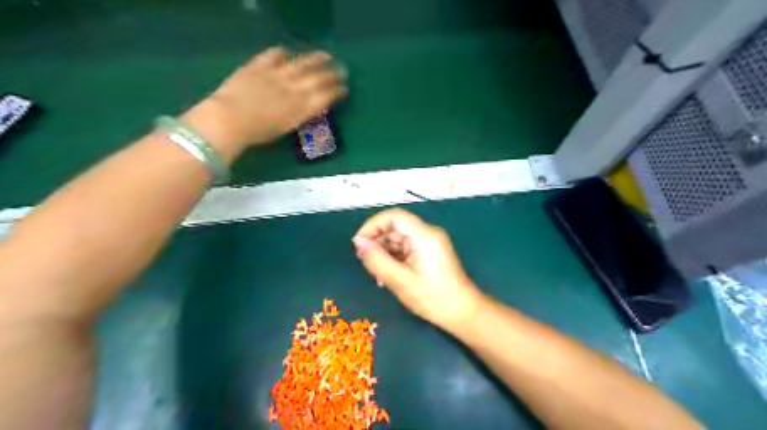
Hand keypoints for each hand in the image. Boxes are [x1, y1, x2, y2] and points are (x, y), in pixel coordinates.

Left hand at [182, 47, 346, 157]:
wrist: (230, 119)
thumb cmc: (258, 133)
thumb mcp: (286, 128)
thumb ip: (300, 115)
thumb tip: (309, 107)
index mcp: (301, 108)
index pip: (325, 96)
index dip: (337, 91)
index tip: (344, 89)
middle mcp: (293, 88)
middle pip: (318, 78)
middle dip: (333, 73)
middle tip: (342, 69)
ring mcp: (277, 74)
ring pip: (302, 63)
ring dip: (315, 58)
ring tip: (326, 54)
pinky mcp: (259, 65)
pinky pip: (274, 55)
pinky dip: (281, 53)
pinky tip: (287, 51)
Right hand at [354, 208, 484, 331]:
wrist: (463, 313)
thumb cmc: (432, 298)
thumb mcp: (400, 280)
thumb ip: (377, 259)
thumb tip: (358, 242)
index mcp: (424, 235)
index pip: (393, 216)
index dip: (373, 225)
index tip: (358, 244)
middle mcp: (427, 233)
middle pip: (396, 227)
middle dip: (377, 242)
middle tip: (366, 263)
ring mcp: (429, 243)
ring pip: (399, 238)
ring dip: (384, 252)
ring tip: (377, 274)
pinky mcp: (429, 253)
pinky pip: (406, 248)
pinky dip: (394, 258)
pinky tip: (387, 276)